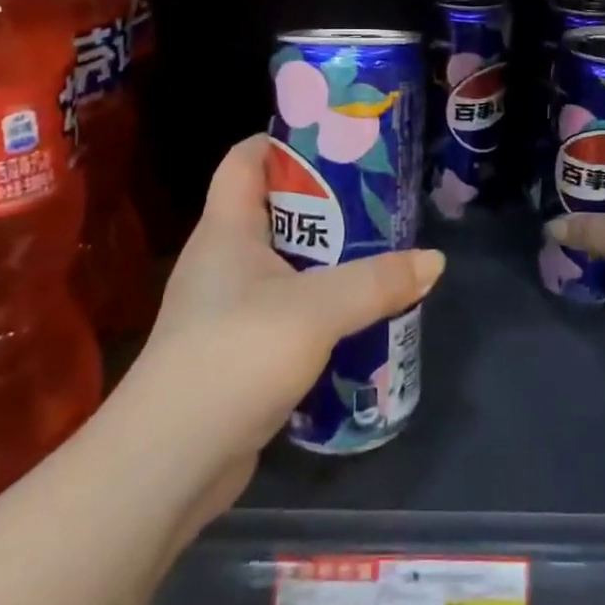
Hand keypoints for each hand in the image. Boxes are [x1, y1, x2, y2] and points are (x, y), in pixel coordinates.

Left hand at [127, 134, 444, 518]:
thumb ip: (377, 282)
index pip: (244, 160)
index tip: (336, 141)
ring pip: (283, 266)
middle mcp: (221, 260)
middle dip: (324, 204)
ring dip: (326, 260)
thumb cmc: (235, 355)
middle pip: (273, 210)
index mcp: (226, 229)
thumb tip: (434, 261)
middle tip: (379, 202)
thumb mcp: (317, 310)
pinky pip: (284, 311)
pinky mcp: (236, 352)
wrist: (170, 462)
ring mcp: (225, 309)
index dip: (284, 141)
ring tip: (379, 256)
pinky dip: (317, 308)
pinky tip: (355, 319)